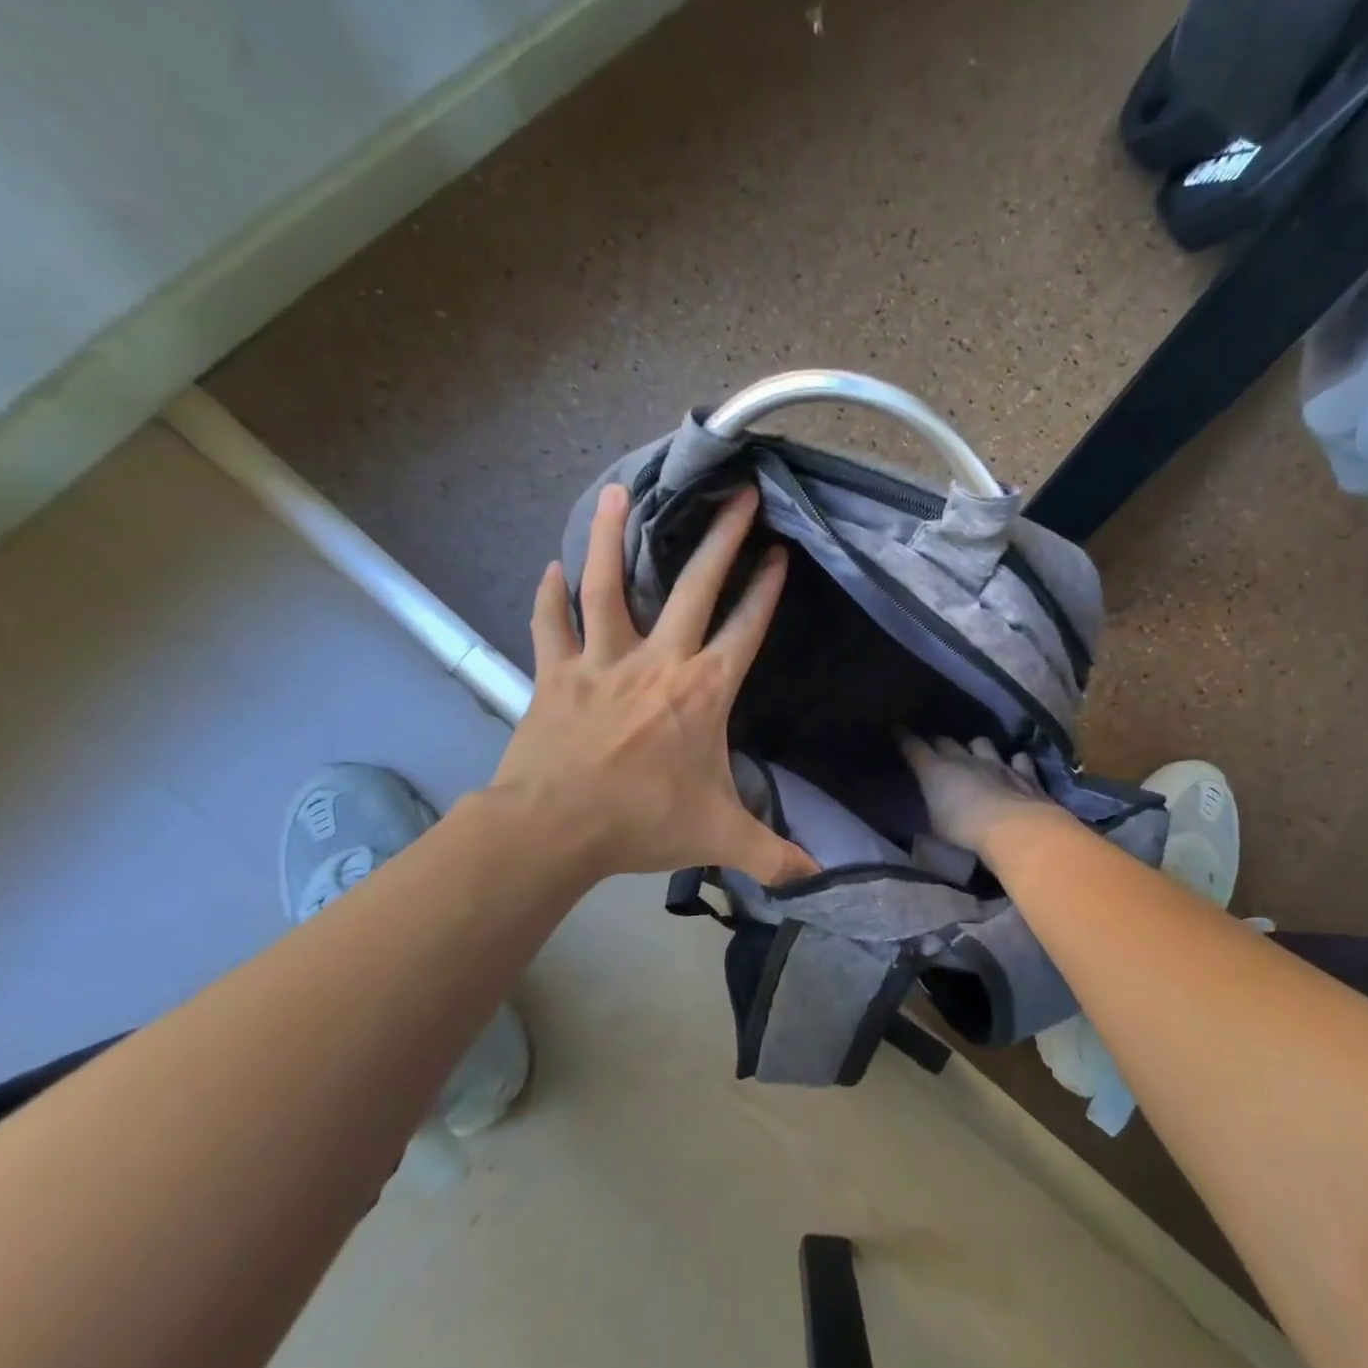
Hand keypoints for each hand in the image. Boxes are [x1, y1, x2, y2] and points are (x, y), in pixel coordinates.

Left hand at [491, 484, 818, 885]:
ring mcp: (601, 661)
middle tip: (737, 494)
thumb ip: (773, 855)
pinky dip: (549, 595)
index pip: (746, 628)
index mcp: (702, 690)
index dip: (766, 589)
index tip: (780, 552)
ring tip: (618, 490)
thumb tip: (818, 876)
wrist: (552, 830)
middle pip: (694, 586)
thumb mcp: (719, 838)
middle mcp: (657, 661)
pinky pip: (551, 625)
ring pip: (607, 586)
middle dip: (721, 537)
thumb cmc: (641, 822)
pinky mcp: (556, 673)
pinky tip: (550, 567)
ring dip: (612, 537)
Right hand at [899, 734, 1069, 859]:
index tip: (897, 730)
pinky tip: (1016, 768)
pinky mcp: (1024, 774)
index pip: (914, 747)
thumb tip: (923, 818)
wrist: (1012, 829)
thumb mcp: (935, 828)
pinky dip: (1016, 763)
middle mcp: (965, 759)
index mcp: (936, 770)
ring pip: (982, 743)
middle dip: (938, 743)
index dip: (904, 738)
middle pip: (946, 741)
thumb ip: (930, 815)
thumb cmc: (964, 831)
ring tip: (976, 756)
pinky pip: (1019, 760)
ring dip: (977, 748)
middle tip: (935, 750)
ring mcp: (997, 763)